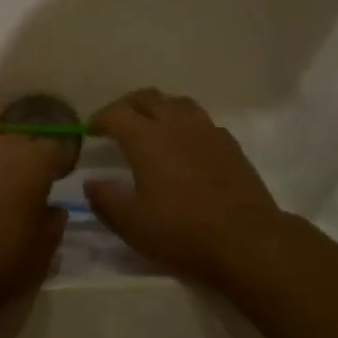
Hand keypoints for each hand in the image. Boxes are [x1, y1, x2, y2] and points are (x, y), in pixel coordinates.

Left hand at [0, 133, 75, 316]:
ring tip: (3, 195)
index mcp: (32, 162)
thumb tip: (54, 209)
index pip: (57, 149)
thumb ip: (53, 225)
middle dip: (32, 160)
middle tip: (34, 187)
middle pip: (23, 144)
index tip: (65, 178)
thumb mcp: (41, 255)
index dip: (63, 162)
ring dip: (2, 167)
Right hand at [86, 88, 293, 288]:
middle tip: (117, 124)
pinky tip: (185, 144)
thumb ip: (105, 200)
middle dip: (127, 106)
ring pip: (177, 102)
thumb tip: (91, 183)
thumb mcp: (132, 224)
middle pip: (147, 98)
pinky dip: (185, 124)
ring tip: (151, 126)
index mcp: (147, 138)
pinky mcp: (229, 143)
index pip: (116, 113)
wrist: (246, 239)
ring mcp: (207, 130)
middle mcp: (176, 124)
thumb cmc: (182, 232)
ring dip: (158, 108)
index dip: (100, 118)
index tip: (91, 131)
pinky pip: (201, 120)